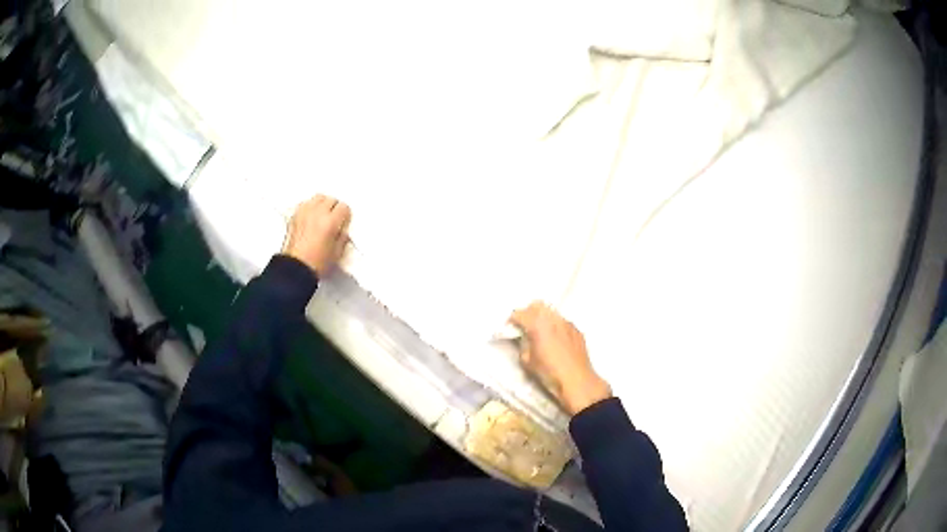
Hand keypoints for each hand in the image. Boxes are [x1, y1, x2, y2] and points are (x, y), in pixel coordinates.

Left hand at [282, 194, 351, 277]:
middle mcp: (317, 213)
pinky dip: (310, 206)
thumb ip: (342, 237)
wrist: (295, 268)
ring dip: (323, 204)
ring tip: (323, 215)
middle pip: (331, 199)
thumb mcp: (337, 253)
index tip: (344, 223)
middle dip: (335, 208)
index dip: (345, 216)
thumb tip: (342, 229)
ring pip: (318, 197)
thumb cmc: (316, 264)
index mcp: (330, 222)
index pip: (344, 207)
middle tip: (335, 219)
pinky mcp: (295, 216)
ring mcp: (304, 213)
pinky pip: (306, 203)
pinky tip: (311, 217)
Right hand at [510, 302, 611, 415]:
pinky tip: (555, 340)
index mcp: (538, 324)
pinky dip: (555, 326)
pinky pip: (562, 322)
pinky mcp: (576, 330)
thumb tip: (523, 338)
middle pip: (537, 305)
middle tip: (524, 326)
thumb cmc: (549, 372)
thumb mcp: (527, 361)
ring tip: (541, 332)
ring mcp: (567, 323)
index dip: (512, 320)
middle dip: (528, 313)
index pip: (520, 313)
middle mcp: (553, 318)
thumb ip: (523, 344)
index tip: (510, 328)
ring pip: (551, 312)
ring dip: (543, 318)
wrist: (576, 381)